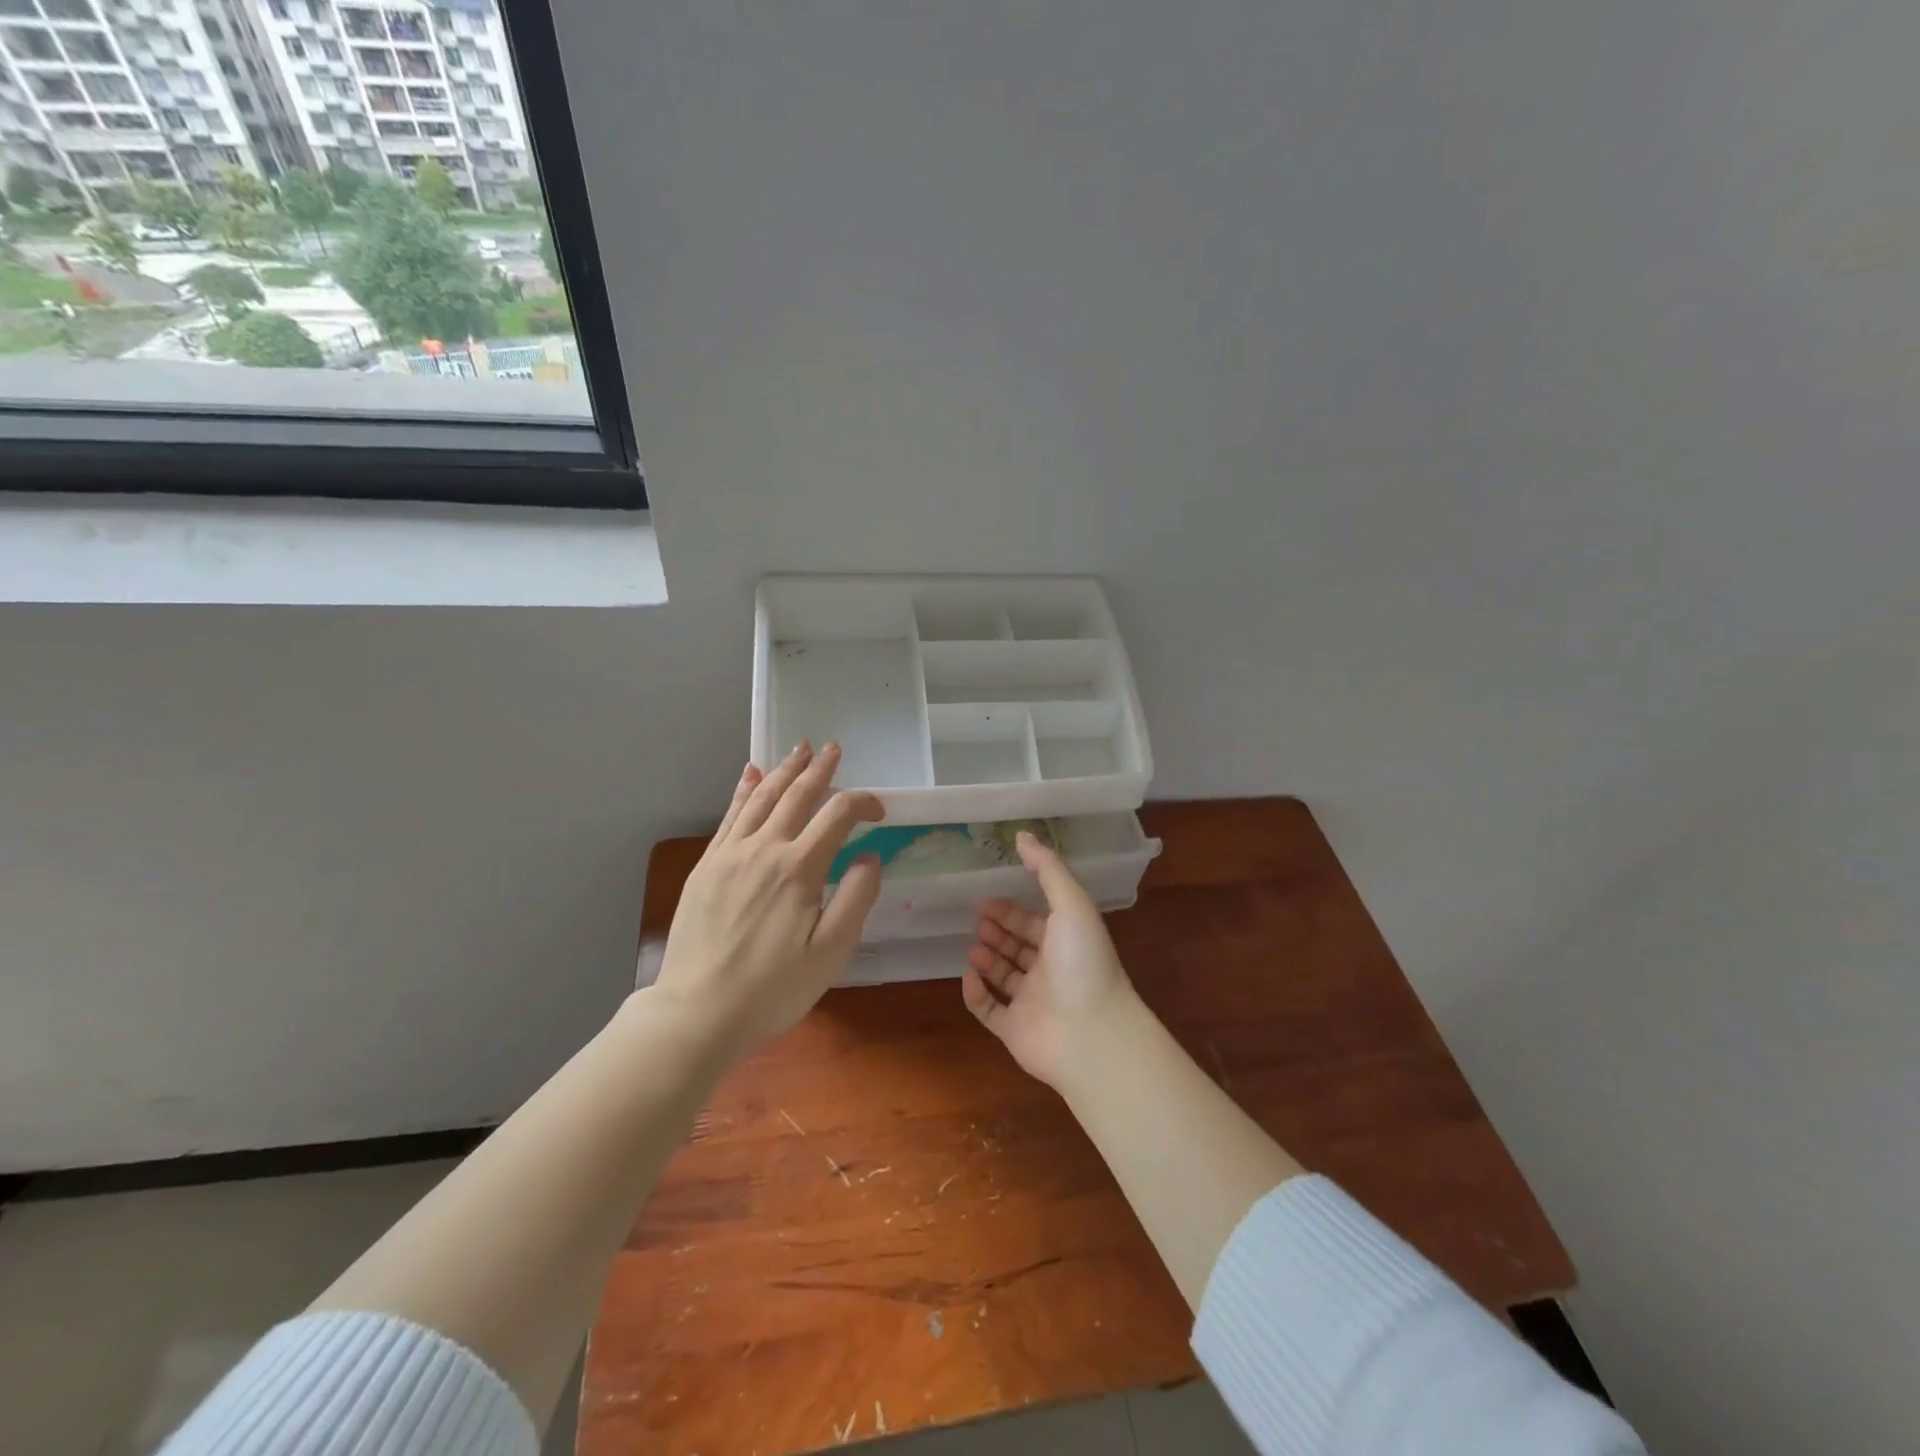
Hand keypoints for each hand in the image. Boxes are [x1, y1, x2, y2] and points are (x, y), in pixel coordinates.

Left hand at [654, 742, 883, 1056]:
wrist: (697, 1012)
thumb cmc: (772, 988)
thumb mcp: (831, 953)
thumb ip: (856, 898)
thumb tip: (871, 856)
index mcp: (799, 868)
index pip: (838, 815)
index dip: (863, 803)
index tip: (879, 811)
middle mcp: (764, 849)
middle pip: (797, 795)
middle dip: (820, 769)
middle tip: (834, 748)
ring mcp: (730, 855)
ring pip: (761, 798)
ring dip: (784, 770)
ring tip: (799, 749)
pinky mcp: (706, 866)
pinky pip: (728, 816)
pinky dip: (742, 790)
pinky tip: (750, 775)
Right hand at [962, 831, 1140, 1089]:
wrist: (1091, 1034)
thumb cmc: (1082, 963)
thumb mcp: (1071, 904)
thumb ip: (1047, 869)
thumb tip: (1022, 835)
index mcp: (1065, 942)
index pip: (1034, 921)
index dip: (1010, 910)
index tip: (984, 899)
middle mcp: (1050, 971)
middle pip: (1019, 947)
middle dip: (997, 931)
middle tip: (975, 920)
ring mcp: (1032, 1003)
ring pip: (1004, 977)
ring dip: (987, 959)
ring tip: (973, 946)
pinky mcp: (1015, 1031)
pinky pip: (989, 1011)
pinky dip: (976, 995)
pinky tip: (968, 976)